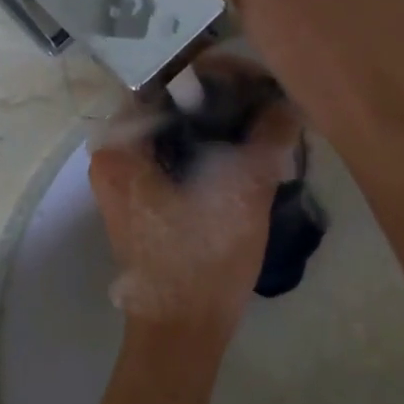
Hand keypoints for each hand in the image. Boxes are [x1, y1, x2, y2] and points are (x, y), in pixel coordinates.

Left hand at [88, 53, 300, 341]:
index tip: (261, 80)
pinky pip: (179, 154)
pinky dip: (211, 147)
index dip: (218, 72)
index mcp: (122, 144)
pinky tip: (249, 149)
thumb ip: (267, 136)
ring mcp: (127, 177)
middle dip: (224, 97)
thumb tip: (288, 101)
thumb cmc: (204, 260)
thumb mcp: (244, 191)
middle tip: (269, 98)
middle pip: (173, 102)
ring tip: (267, 119)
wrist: (183, 331)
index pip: (168, 78)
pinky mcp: (145, 197)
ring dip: (220, 123)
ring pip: (179, 129)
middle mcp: (115, 153)